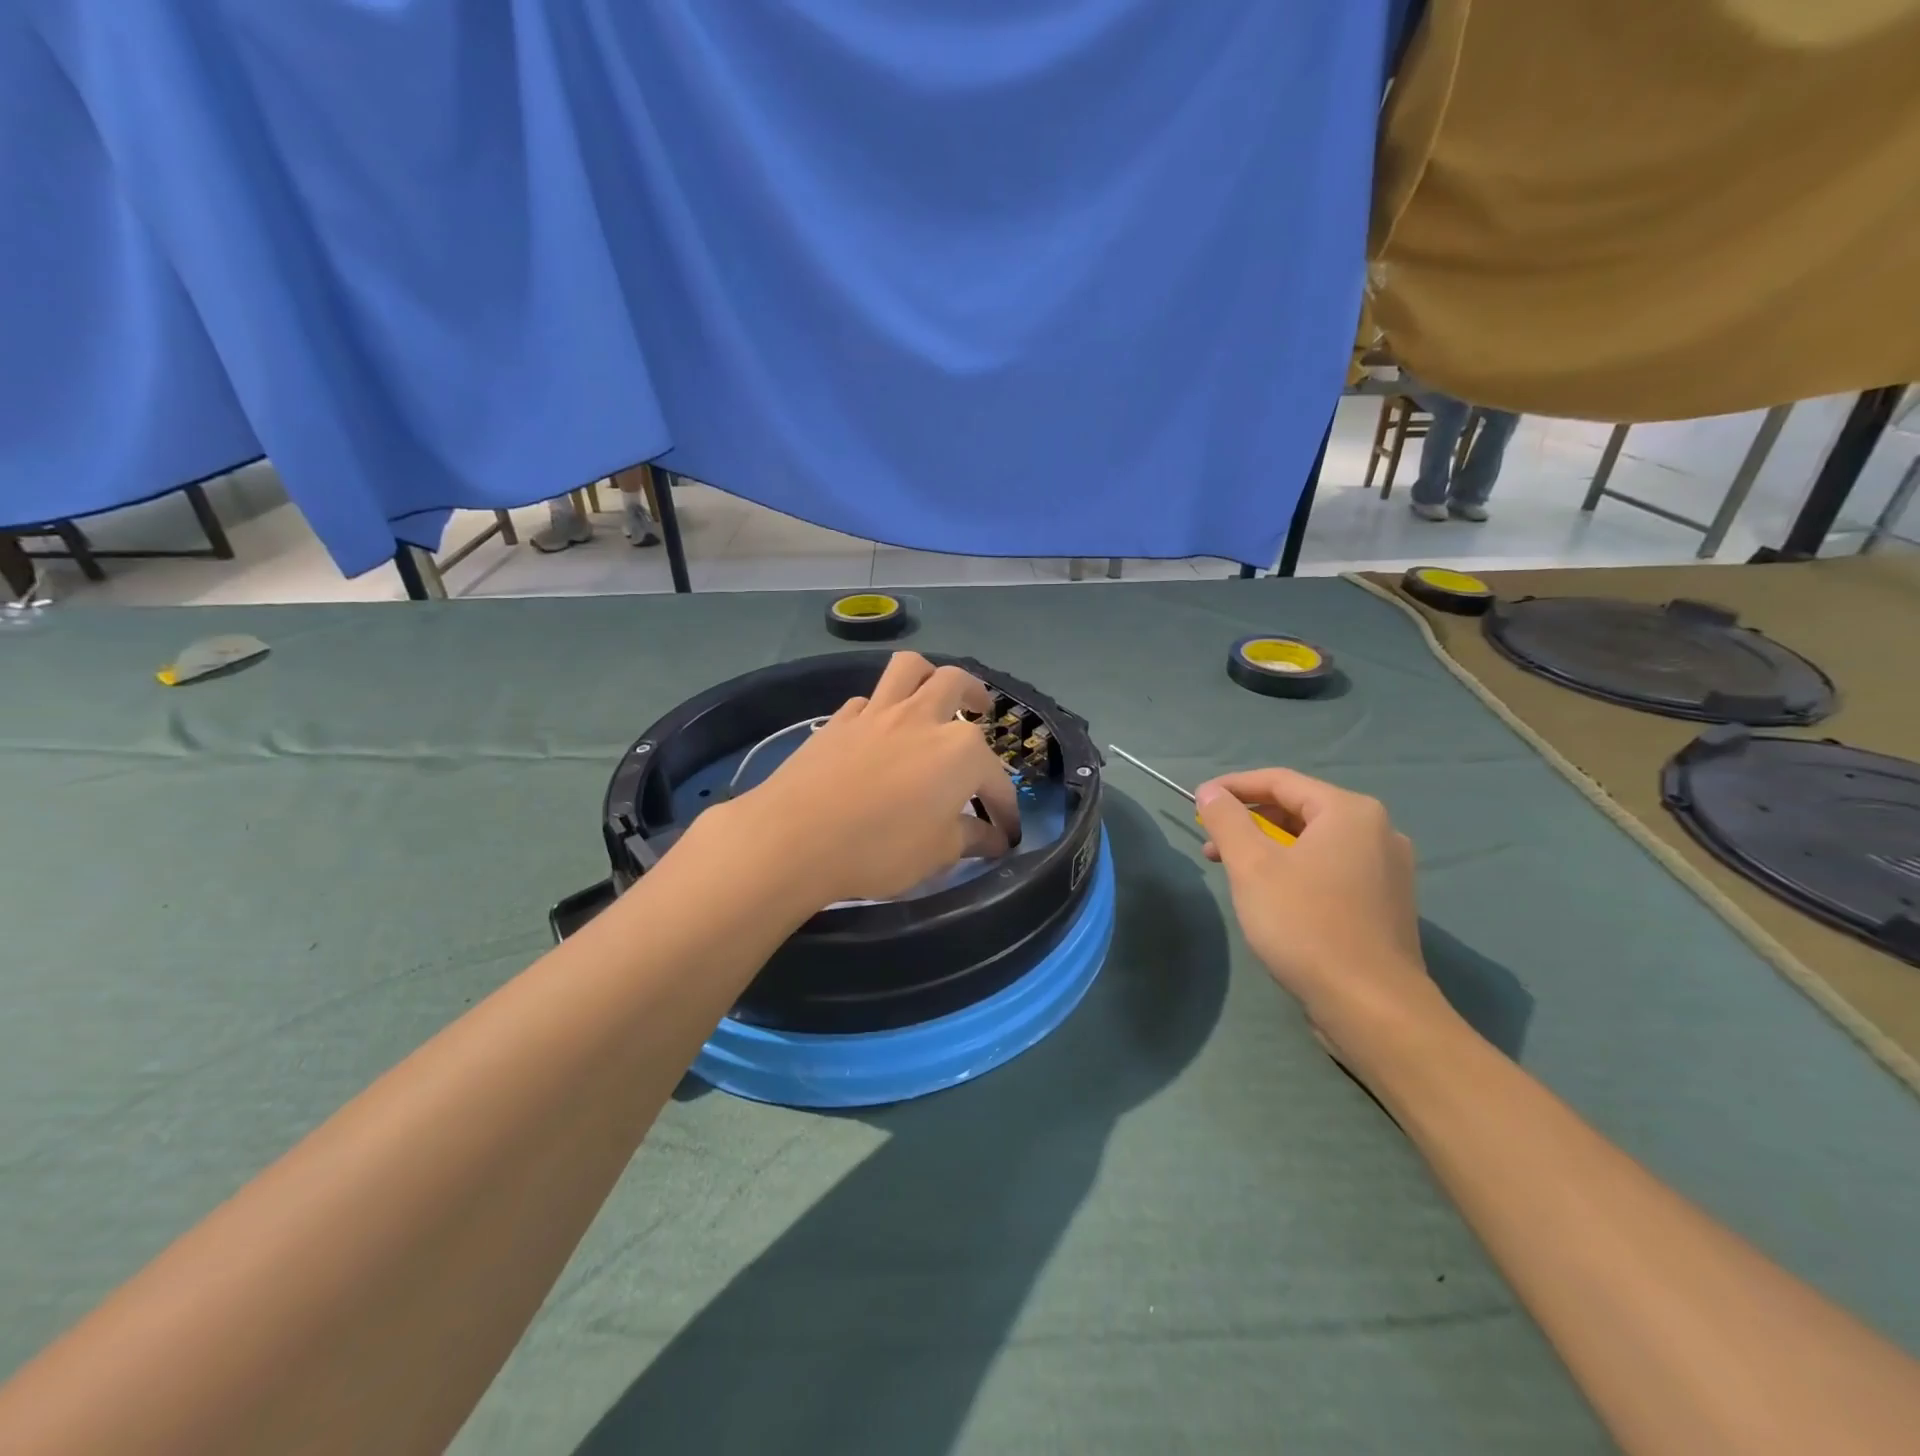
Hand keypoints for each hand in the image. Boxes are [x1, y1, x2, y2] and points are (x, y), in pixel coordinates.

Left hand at [724, 653, 1021, 907]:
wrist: (794, 837)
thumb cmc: (879, 848)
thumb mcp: (937, 854)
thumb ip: (970, 839)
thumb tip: (993, 838)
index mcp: (960, 751)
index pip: (996, 780)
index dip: (1005, 809)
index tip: (1005, 833)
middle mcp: (923, 718)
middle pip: (957, 685)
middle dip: (976, 695)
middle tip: (981, 709)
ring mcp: (877, 713)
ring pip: (909, 668)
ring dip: (929, 675)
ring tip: (933, 692)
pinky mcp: (839, 720)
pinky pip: (867, 700)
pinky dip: (880, 709)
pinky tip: (877, 730)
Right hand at [1194, 769, 1452, 1061]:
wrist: (1372, 1006)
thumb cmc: (1305, 924)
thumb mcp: (1252, 866)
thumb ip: (1228, 820)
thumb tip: (1210, 791)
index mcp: (1349, 811)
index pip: (1279, 781)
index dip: (1233, 787)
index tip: (1197, 801)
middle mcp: (1377, 830)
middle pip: (1299, 809)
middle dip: (1249, 822)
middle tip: (1211, 844)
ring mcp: (1387, 869)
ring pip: (1314, 842)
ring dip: (1268, 849)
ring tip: (1233, 873)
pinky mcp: (1386, 902)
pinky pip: (1331, 868)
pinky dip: (1295, 870)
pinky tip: (1272, 896)